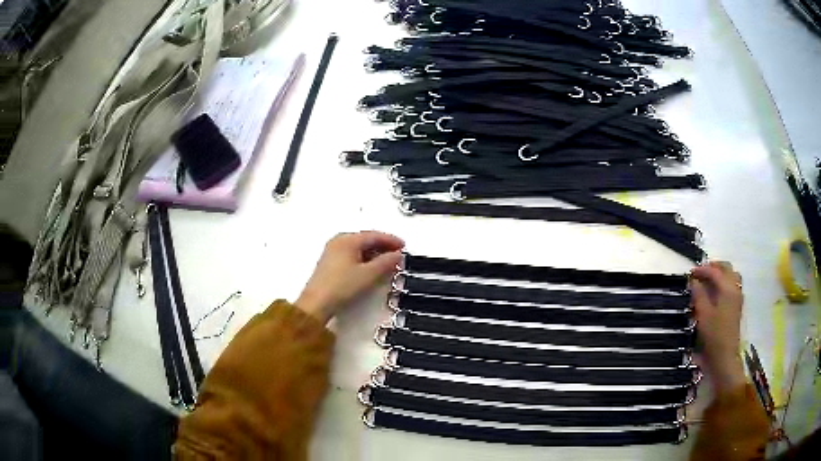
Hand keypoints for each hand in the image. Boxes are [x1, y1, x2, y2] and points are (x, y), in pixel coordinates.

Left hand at [296, 231, 404, 322]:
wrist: (317, 303)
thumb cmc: (341, 286)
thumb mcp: (368, 274)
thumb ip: (386, 262)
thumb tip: (398, 255)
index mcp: (348, 239)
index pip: (374, 235)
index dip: (391, 240)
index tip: (403, 246)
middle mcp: (339, 241)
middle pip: (366, 239)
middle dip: (383, 247)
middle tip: (397, 255)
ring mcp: (333, 251)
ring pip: (359, 248)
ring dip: (374, 254)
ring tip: (387, 263)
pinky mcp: (330, 262)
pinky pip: (352, 254)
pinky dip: (365, 259)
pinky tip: (371, 268)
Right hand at [691, 261, 747, 394]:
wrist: (725, 356)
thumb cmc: (713, 335)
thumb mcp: (703, 315)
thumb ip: (699, 295)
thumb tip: (694, 281)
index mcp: (727, 288)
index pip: (715, 271)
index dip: (702, 269)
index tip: (690, 272)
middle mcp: (735, 288)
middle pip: (726, 268)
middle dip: (714, 267)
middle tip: (701, 272)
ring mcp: (738, 297)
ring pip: (732, 275)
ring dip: (721, 273)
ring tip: (709, 280)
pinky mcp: (737, 306)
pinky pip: (733, 285)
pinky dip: (725, 282)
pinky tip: (717, 291)